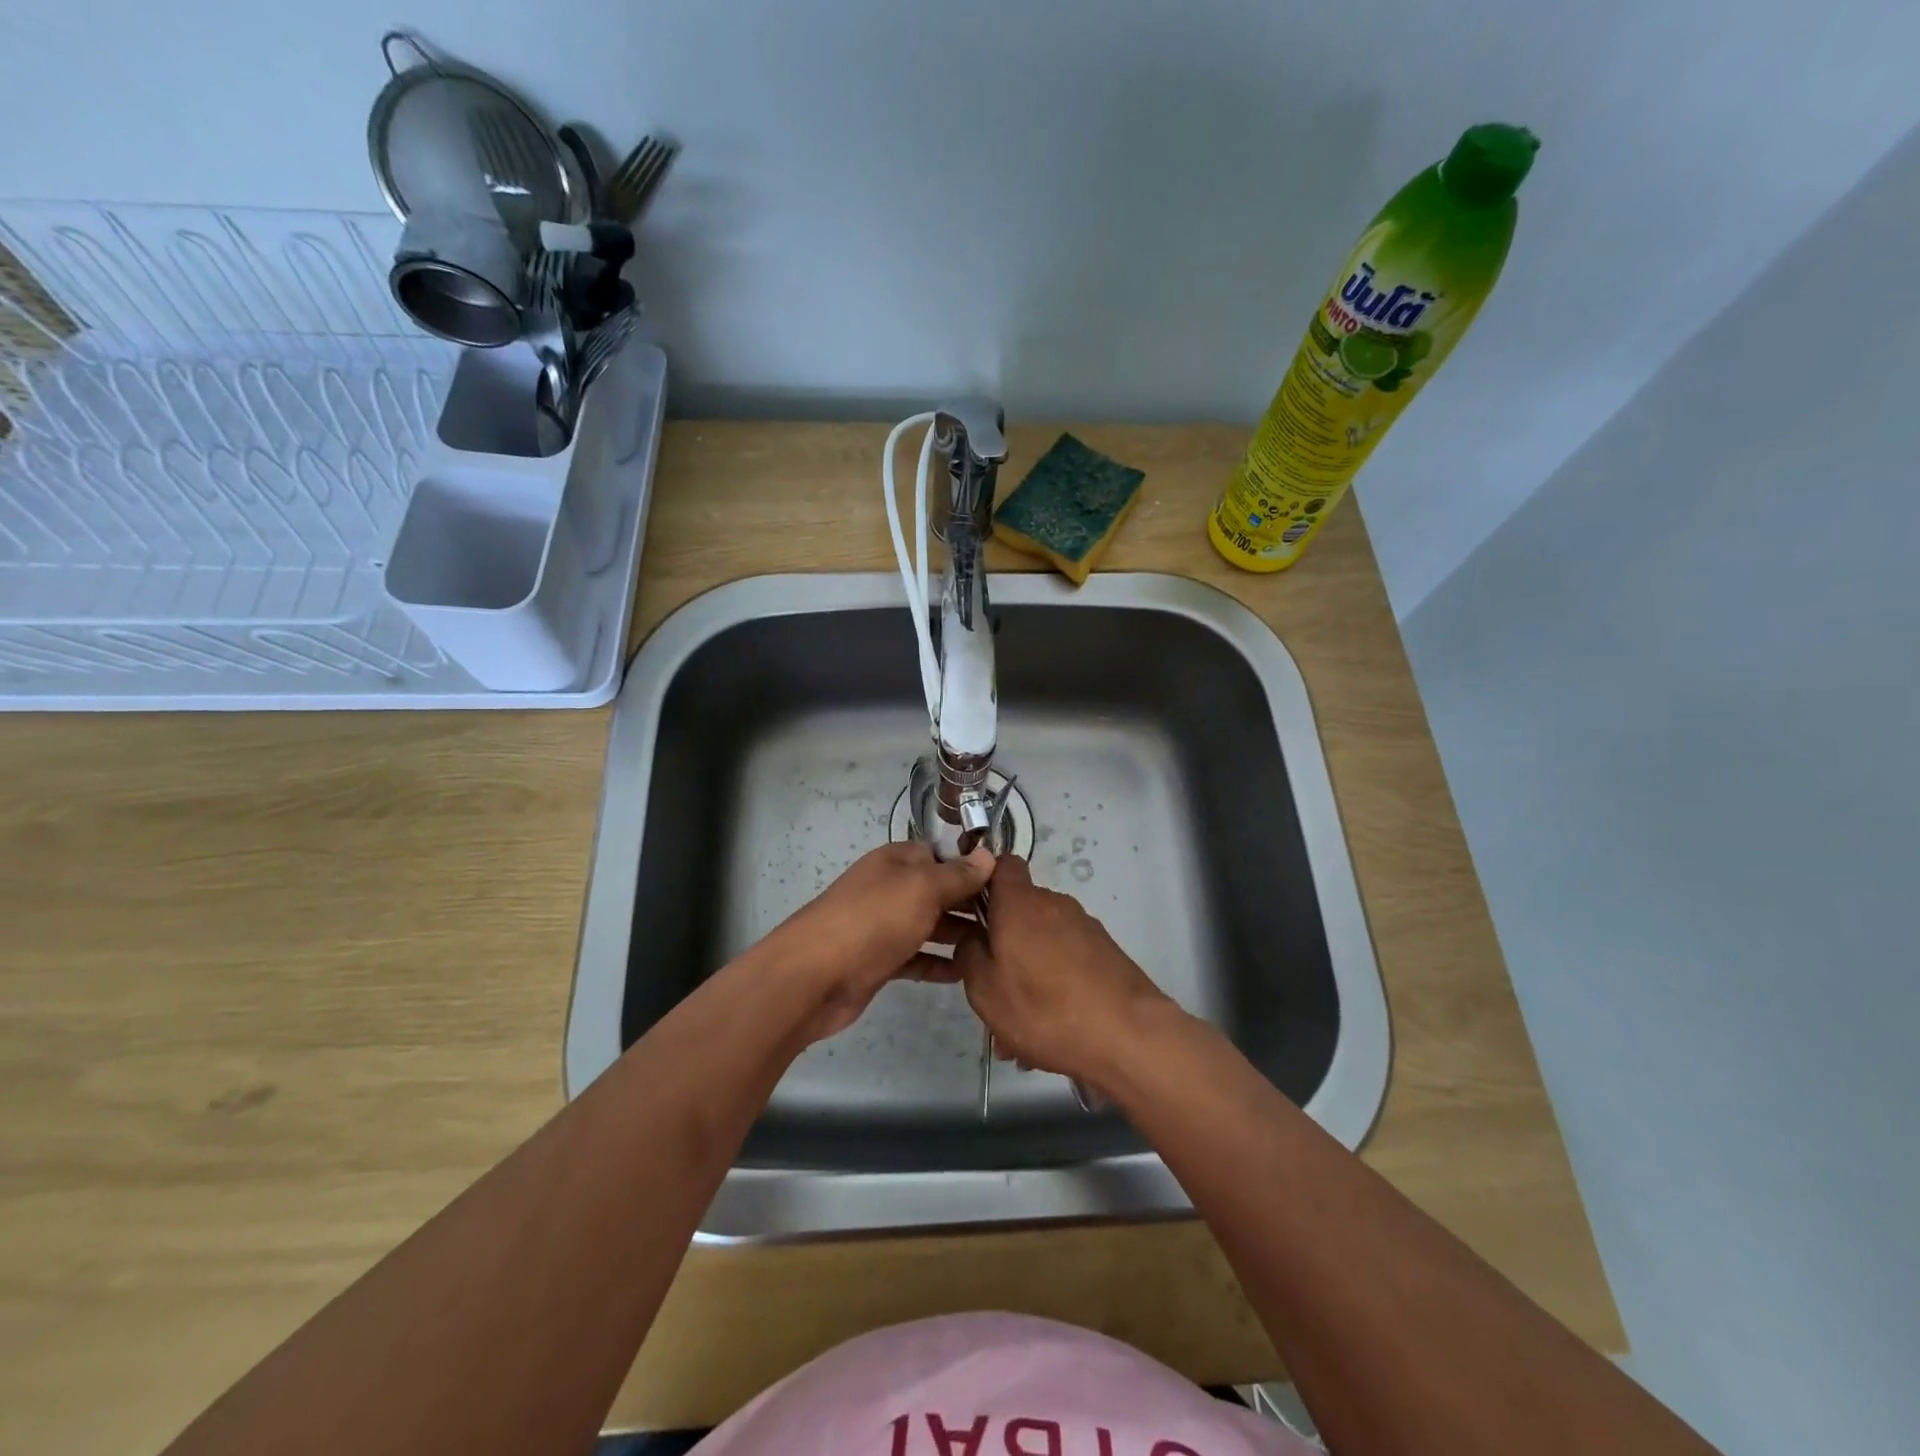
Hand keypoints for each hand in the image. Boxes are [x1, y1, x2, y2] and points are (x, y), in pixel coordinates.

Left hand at [760, 841, 993, 1043]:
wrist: (813, 976)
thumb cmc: (872, 920)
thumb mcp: (921, 889)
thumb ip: (956, 875)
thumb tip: (988, 857)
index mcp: (897, 861)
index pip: (941, 854)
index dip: (972, 866)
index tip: (1008, 883)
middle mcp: (891, 888)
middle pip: (938, 890)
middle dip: (971, 902)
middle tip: (1011, 921)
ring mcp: (884, 926)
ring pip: (929, 925)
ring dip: (959, 934)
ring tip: (997, 947)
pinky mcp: (880, 961)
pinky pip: (917, 958)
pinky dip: (939, 964)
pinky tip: (966, 973)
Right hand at [953, 856, 1175, 1091]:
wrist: (1128, 1036)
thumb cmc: (1044, 1008)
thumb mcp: (985, 990)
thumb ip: (969, 955)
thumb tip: (972, 938)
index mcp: (1020, 903)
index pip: (1001, 864)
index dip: (983, 883)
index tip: (970, 915)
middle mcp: (1054, 904)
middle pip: (1019, 913)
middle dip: (1002, 947)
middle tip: (991, 992)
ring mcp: (1084, 927)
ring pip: (1041, 944)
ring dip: (1027, 975)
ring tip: (1019, 1029)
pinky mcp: (1106, 952)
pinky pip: (1066, 962)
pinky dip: (1054, 986)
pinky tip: (1051, 1030)